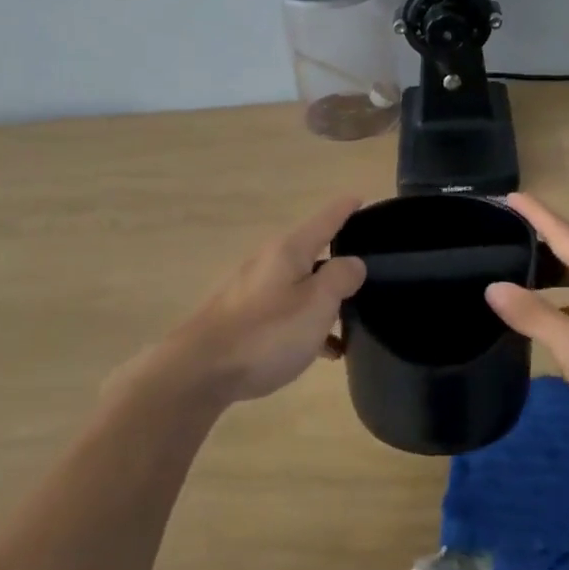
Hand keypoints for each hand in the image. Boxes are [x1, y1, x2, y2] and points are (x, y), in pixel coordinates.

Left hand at [146, 195, 366, 404]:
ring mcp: (252, 291)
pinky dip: (307, 324)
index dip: (345, 209)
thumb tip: (353, 262)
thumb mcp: (316, 304)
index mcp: (288, 251)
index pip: (325, 220)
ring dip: (324, 301)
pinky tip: (322, 352)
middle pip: (311, 253)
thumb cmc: (266, 334)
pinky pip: (285, 313)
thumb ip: (340, 278)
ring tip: (351, 324)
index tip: (361, 197)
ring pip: (300, 287)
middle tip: (368, 274)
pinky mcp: (243, 318)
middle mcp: (268, 263)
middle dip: (338, 262)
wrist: (200, 371)